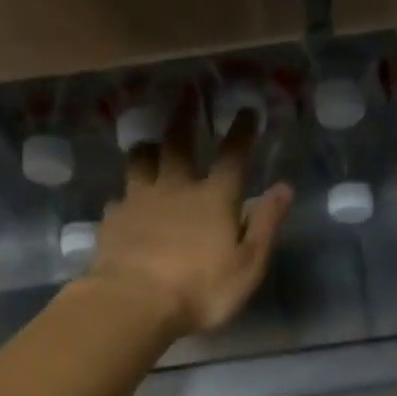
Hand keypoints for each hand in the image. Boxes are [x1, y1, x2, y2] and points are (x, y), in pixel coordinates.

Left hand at [83, 90, 291, 336]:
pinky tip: (124, 202)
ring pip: (141, 161)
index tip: (246, 111)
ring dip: (148, 148)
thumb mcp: (248, 264)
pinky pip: (119, 198)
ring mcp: (138, 201)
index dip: (242, 132)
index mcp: (214, 198)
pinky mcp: (113, 220)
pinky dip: (125, 195)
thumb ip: (266, 224)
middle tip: (188, 92)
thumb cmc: (201, 289)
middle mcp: (175, 188)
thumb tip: (283, 188)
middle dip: (186, 115)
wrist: (134, 303)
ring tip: (150, 143)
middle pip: (178, 142)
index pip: (233, 155)